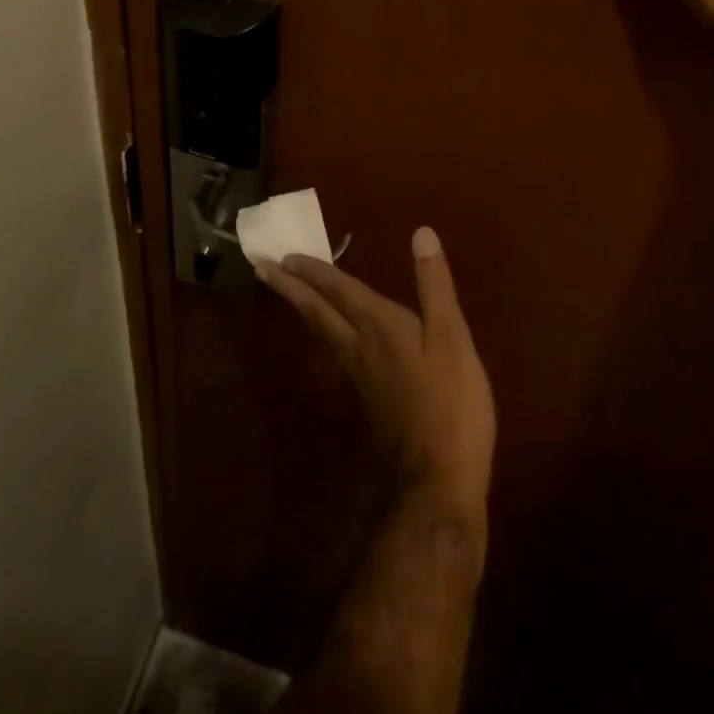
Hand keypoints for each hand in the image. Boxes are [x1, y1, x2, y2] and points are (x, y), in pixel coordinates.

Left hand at [258, 229, 494, 527]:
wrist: (438, 480)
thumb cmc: (450, 403)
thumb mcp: (452, 336)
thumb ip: (434, 284)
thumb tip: (420, 232)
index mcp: (377, 325)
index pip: (338, 289)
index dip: (313, 270)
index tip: (281, 255)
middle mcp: (359, 346)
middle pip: (317, 310)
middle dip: (290, 287)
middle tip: (261, 268)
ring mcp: (360, 376)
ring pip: (322, 331)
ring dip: (304, 307)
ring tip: (290, 291)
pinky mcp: (369, 398)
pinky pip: (335, 351)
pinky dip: (324, 330)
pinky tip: (331, 336)